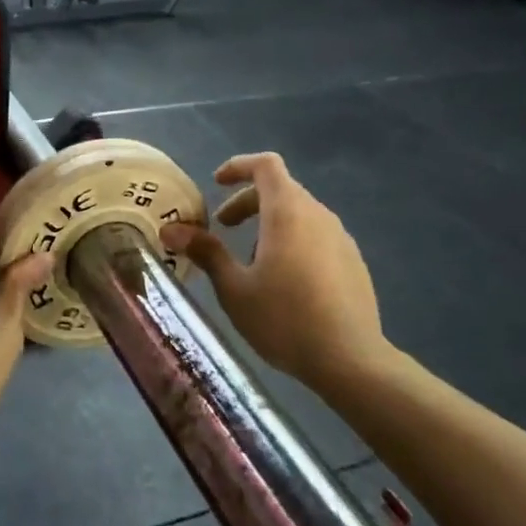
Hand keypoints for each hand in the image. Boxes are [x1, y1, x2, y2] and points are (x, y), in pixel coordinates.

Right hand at [160, 154, 391, 393]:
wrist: (350, 359)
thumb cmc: (284, 319)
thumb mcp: (234, 289)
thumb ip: (206, 252)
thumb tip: (171, 229)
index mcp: (287, 213)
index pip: (265, 165)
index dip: (238, 167)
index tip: (216, 183)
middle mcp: (318, 216)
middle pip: (281, 189)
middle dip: (247, 202)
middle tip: (222, 228)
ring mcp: (341, 238)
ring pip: (299, 214)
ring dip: (269, 224)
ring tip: (249, 261)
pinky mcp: (353, 261)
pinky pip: (316, 236)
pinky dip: (292, 241)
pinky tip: (283, 282)